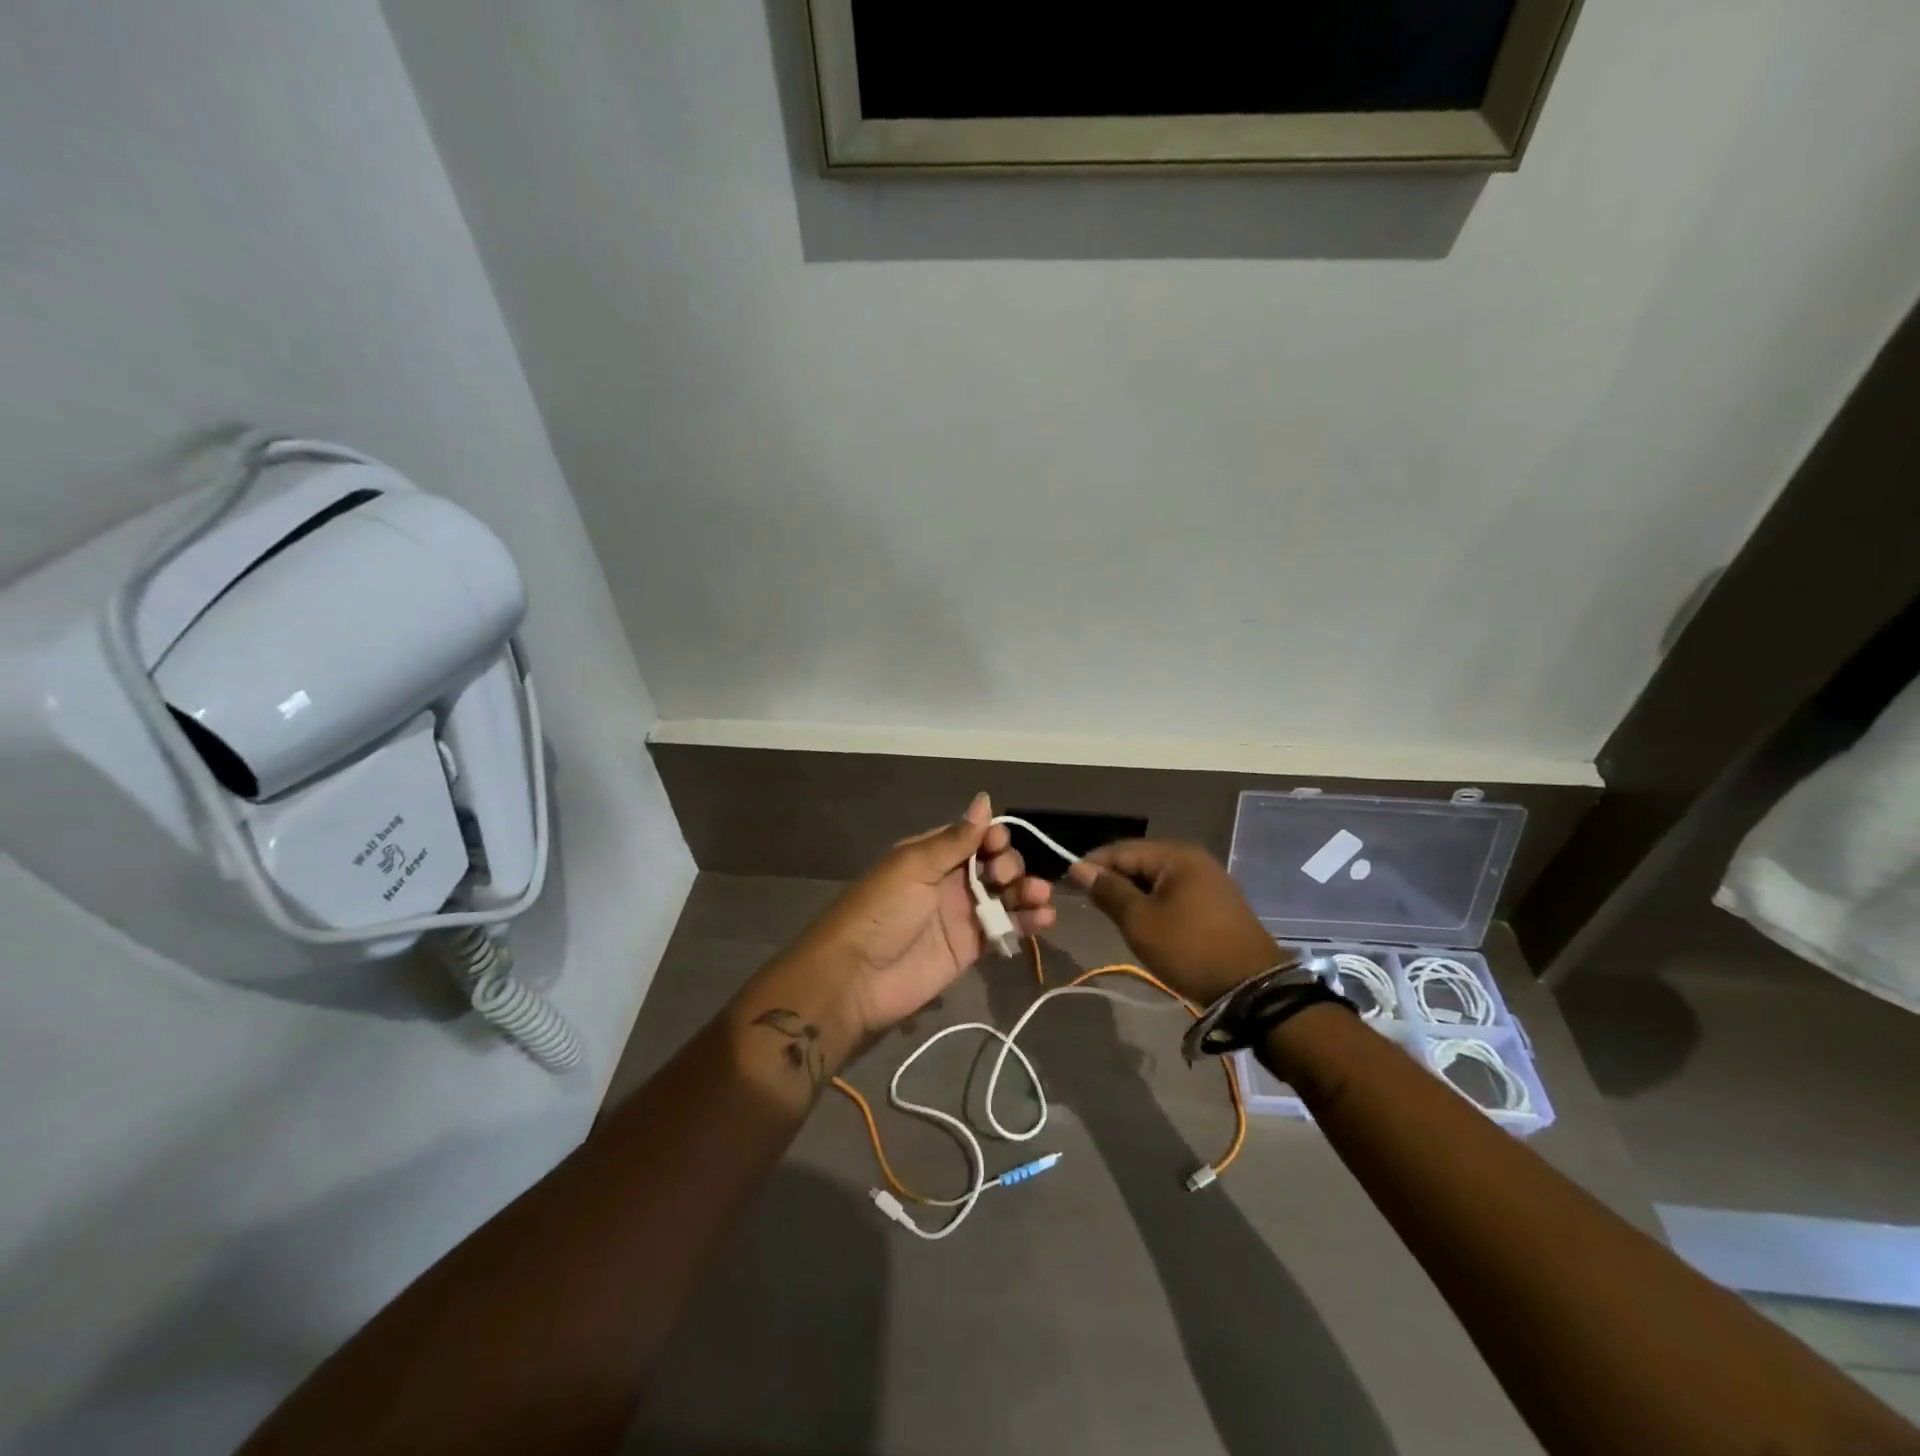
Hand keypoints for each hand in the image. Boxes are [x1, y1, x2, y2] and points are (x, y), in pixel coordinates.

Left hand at [763, 794, 1054, 1049]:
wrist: (856, 978)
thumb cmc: (882, 911)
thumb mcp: (914, 867)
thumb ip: (955, 839)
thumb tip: (984, 800)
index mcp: (930, 855)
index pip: (972, 836)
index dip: (992, 837)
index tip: (999, 844)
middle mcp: (948, 881)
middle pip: (994, 864)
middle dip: (1010, 864)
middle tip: (1005, 876)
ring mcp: (961, 915)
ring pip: (1004, 895)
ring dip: (1027, 891)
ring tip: (1040, 897)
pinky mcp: (971, 947)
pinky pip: (1005, 928)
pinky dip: (1027, 922)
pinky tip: (1044, 919)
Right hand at [1066, 840, 1283, 1005]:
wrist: (1252, 988)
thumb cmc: (1190, 949)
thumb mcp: (1140, 921)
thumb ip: (1108, 891)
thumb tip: (1078, 868)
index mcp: (1175, 854)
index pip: (1121, 849)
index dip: (1092, 865)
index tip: (1067, 885)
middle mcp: (1193, 858)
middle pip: (1139, 861)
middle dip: (1112, 880)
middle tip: (1089, 904)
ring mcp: (1208, 879)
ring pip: (1155, 879)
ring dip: (1132, 894)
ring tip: (1112, 915)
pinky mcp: (1215, 902)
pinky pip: (1173, 892)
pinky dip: (1153, 903)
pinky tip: (1143, 922)